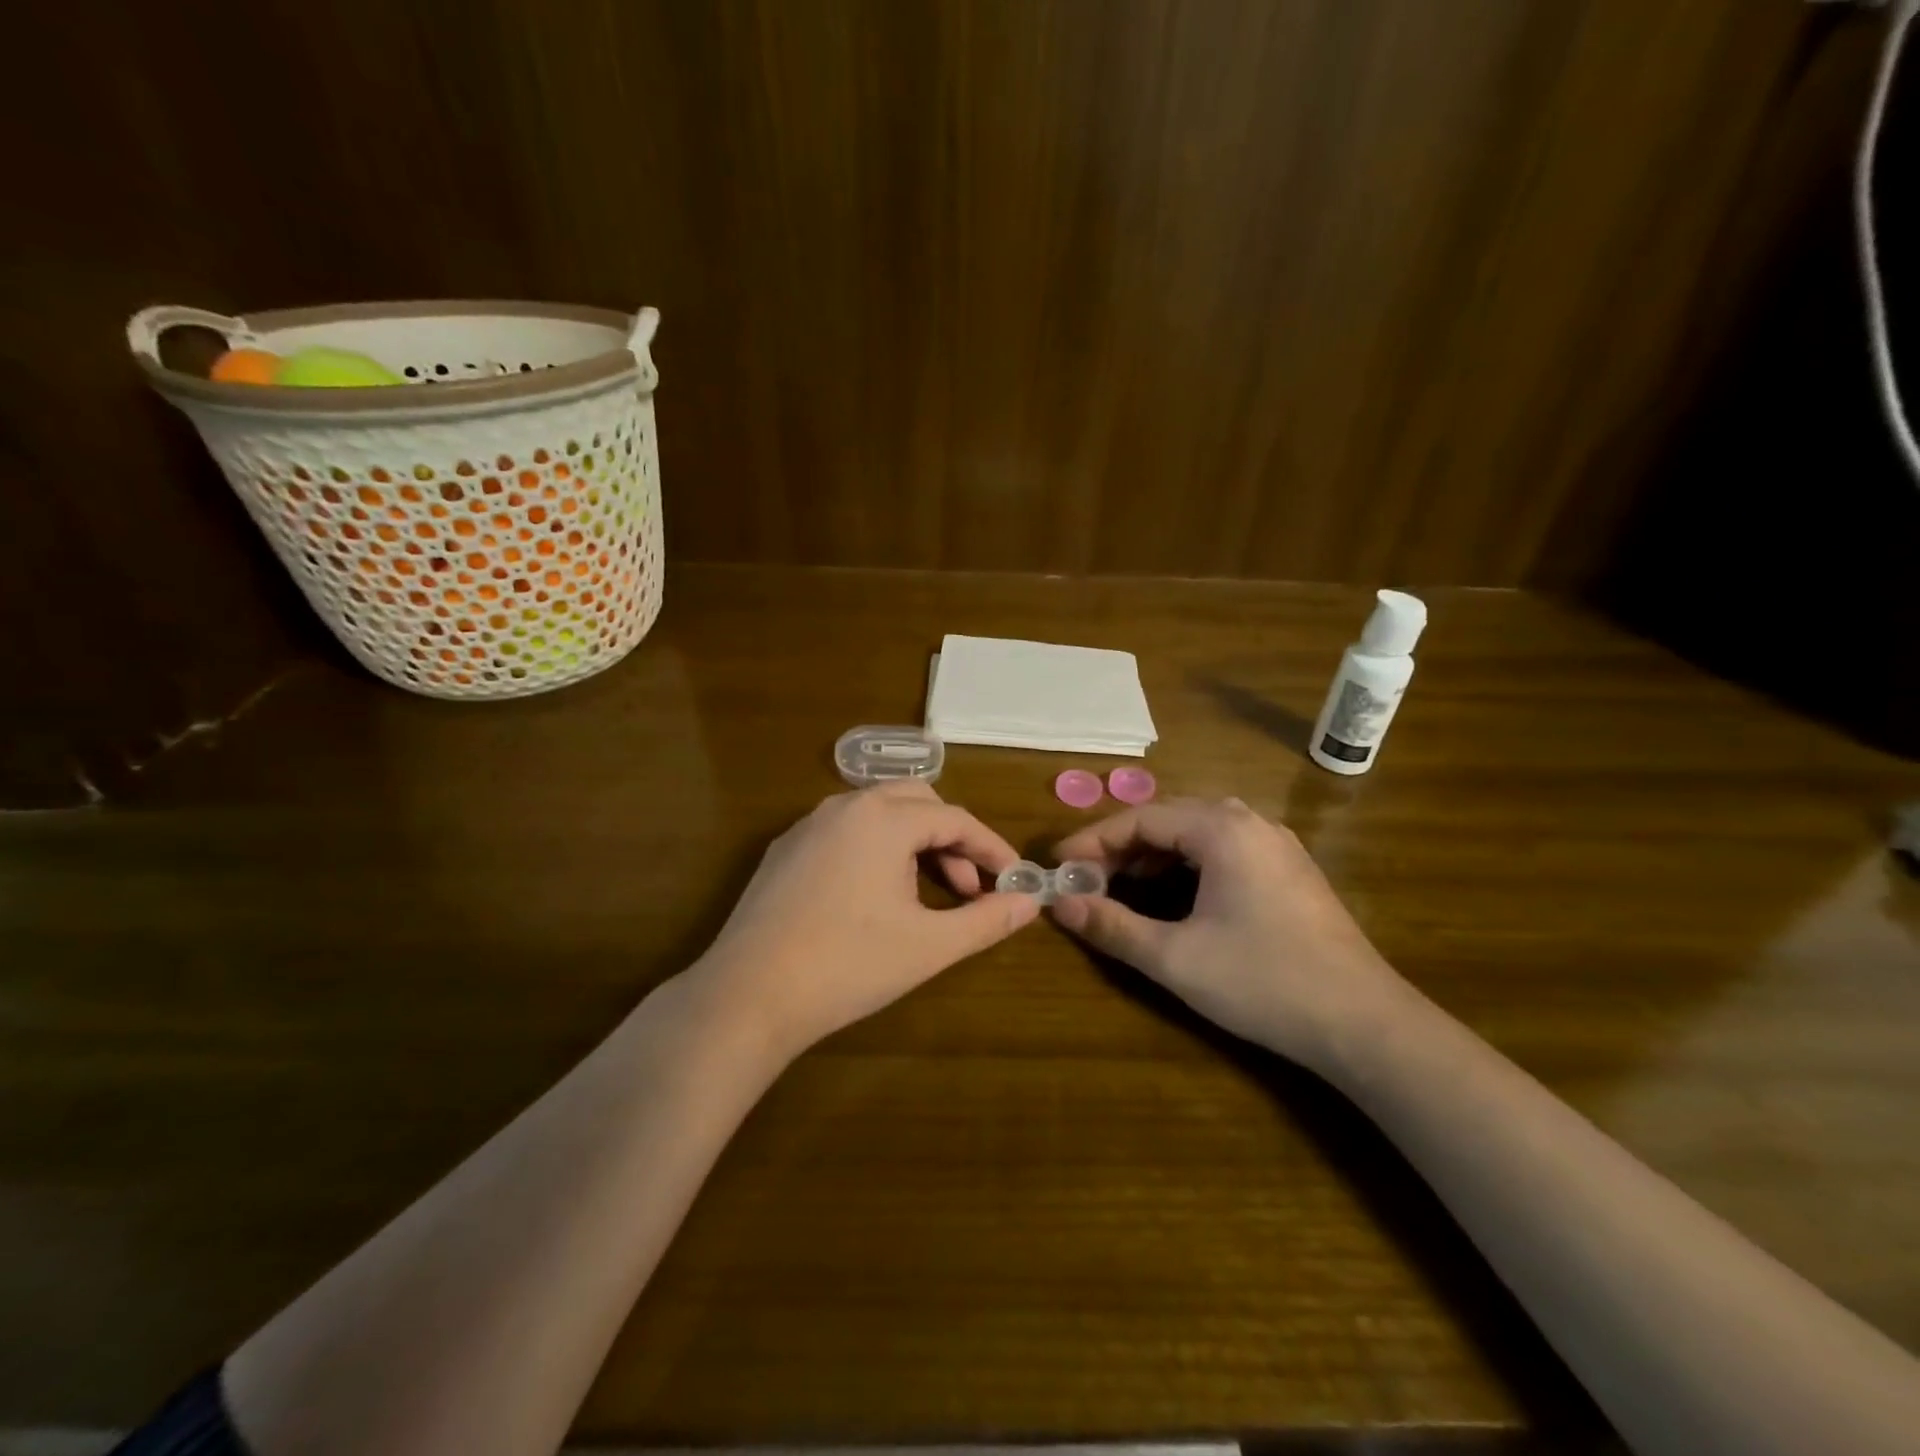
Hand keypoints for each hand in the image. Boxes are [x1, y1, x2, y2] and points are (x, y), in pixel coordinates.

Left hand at [695, 782, 1039, 1058]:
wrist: (747, 996)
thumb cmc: (848, 965)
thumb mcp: (929, 945)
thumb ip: (986, 920)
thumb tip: (1032, 902)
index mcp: (884, 818)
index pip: (956, 819)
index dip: (991, 850)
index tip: (1014, 881)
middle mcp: (845, 806)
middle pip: (918, 803)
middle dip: (952, 841)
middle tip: (968, 889)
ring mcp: (808, 825)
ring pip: (879, 814)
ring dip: (914, 844)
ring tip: (926, 895)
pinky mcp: (785, 850)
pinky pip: (846, 832)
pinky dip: (876, 850)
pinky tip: (874, 896)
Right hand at [1050, 798, 1408, 1068]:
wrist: (1364, 1024)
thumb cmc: (1263, 982)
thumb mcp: (1175, 958)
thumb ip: (1112, 926)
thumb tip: (1060, 905)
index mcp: (1222, 829)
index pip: (1140, 818)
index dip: (1093, 841)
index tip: (1059, 866)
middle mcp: (1250, 822)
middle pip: (1168, 818)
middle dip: (1120, 846)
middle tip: (1086, 879)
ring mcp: (1275, 844)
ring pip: (1196, 832)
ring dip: (1152, 855)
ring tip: (1120, 885)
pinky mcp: (1288, 870)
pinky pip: (1222, 848)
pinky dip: (1185, 864)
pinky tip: (1173, 895)